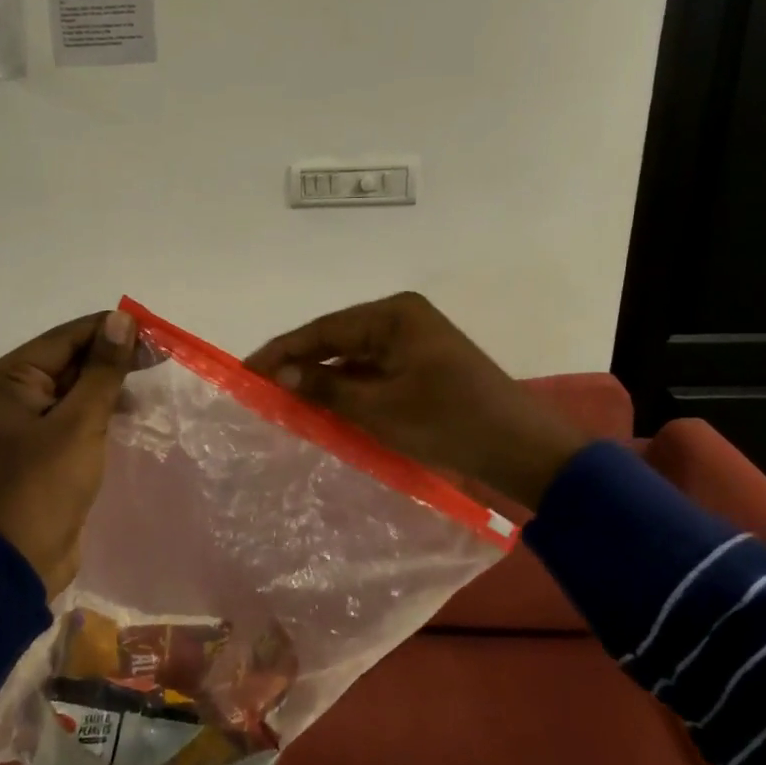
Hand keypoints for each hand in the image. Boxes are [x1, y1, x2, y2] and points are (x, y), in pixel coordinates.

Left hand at [0, 309, 134, 596]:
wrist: (27, 554)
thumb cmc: (49, 482)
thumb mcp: (81, 421)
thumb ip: (103, 369)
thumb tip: (121, 320)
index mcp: (10, 378)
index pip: (66, 337)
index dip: (110, 331)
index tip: (154, 332)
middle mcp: (14, 391)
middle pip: (71, 358)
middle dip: (113, 356)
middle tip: (160, 356)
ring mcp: (29, 418)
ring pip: (77, 385)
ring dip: (110, 381)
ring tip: (150, 380)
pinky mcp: (46, 442)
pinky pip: (77, 411)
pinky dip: (102, 405)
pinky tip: (132, 408)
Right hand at [244, 292, 585, 509]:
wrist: (519, 448)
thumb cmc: (448, 421)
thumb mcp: (380, 408)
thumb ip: (326, 388)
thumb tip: (281, 375)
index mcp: (393, 315)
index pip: (323, 330)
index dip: (282, 351)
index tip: (246, 371)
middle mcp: (401, 319)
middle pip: (336, 340)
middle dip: (299, 365)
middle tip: (259, 389)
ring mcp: (413, 343)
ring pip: (352, 359)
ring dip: (322, 380)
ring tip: (282, 402)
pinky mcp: (421, 367)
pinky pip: (372, 373)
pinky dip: (348, 391)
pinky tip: (323, 409)